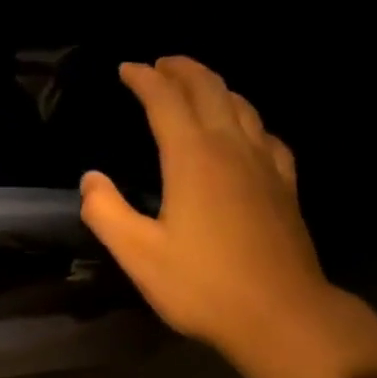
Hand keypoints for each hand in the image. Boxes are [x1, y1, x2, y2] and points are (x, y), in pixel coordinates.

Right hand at [79, 56, 332, 364]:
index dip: (144, 79)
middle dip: (182, 70)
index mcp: (192, 158)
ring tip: (198, 86)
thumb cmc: (202, 286)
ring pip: (242, 106)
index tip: (127, 68)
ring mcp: (265, 165)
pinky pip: (267, 136)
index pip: (165, 101)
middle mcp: (232, 148)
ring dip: (216, 87)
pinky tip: (248, 132)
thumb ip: (107, 212)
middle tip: (161, 64)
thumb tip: (91, 179)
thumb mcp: (139, 255)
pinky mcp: (285, 187)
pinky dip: (248, 120)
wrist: (279, 313)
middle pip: (209, 89)